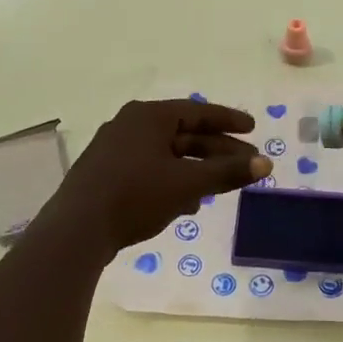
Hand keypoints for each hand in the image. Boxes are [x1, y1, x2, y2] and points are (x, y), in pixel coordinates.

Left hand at [40, 99, 269, 255]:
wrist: (76, 230)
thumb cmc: (136, 196)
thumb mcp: (187, 184)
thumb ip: (227, 172)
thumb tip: (266, 164)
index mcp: (149, 116)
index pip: (197, 111)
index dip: (228, 121)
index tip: (253, 129)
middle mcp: (130, 124)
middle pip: (183, 133)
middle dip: (216, 151)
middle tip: (246, 164)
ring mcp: (114, 149)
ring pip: (167, 154)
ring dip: (196, 169)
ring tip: (220, 187)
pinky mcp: (106, 174)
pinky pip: (149, 169)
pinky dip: (172, 180)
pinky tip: (187, 205)